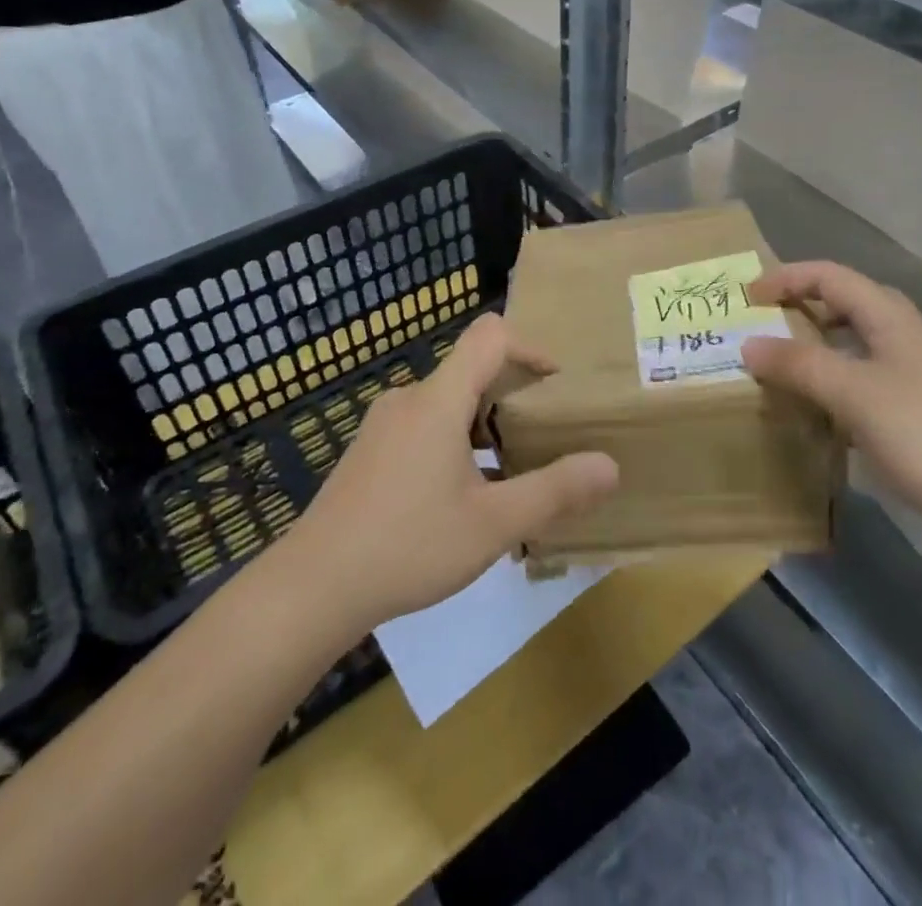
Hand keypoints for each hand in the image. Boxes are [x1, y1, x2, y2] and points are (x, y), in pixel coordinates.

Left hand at [285, 314, 618, 630]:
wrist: (312, 586)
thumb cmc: (408, 545)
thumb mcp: (492, 524)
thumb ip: (554, 491)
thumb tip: (609, 465)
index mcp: (439, 400)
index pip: (489, 337)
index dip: (530, 348)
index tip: (555, 386)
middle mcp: (409, 399)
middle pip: (472, 370)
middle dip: (513, 396)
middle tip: (542, 440)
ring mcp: (383, 425)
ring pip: (448, 404)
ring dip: (485, 426)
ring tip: (508, 475)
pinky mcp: (370, 451)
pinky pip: (425, 427)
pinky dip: (455, 443)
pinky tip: (462, 499)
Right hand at [741, 262, 921, 533]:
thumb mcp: (851, 392)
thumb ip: (798, 364)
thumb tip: (747, 344)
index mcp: (889, 318)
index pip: (831, 276)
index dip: (787, 278)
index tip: (748, 297)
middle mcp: (903, 336)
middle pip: (847, 301)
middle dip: (803, 304)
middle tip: (766, 322)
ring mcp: (914, 374)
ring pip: (856, 341)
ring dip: (817, 343)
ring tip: (784, 362)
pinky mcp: (917, 409)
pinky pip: (863, 376)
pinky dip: (833, 379)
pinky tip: (819, 408)